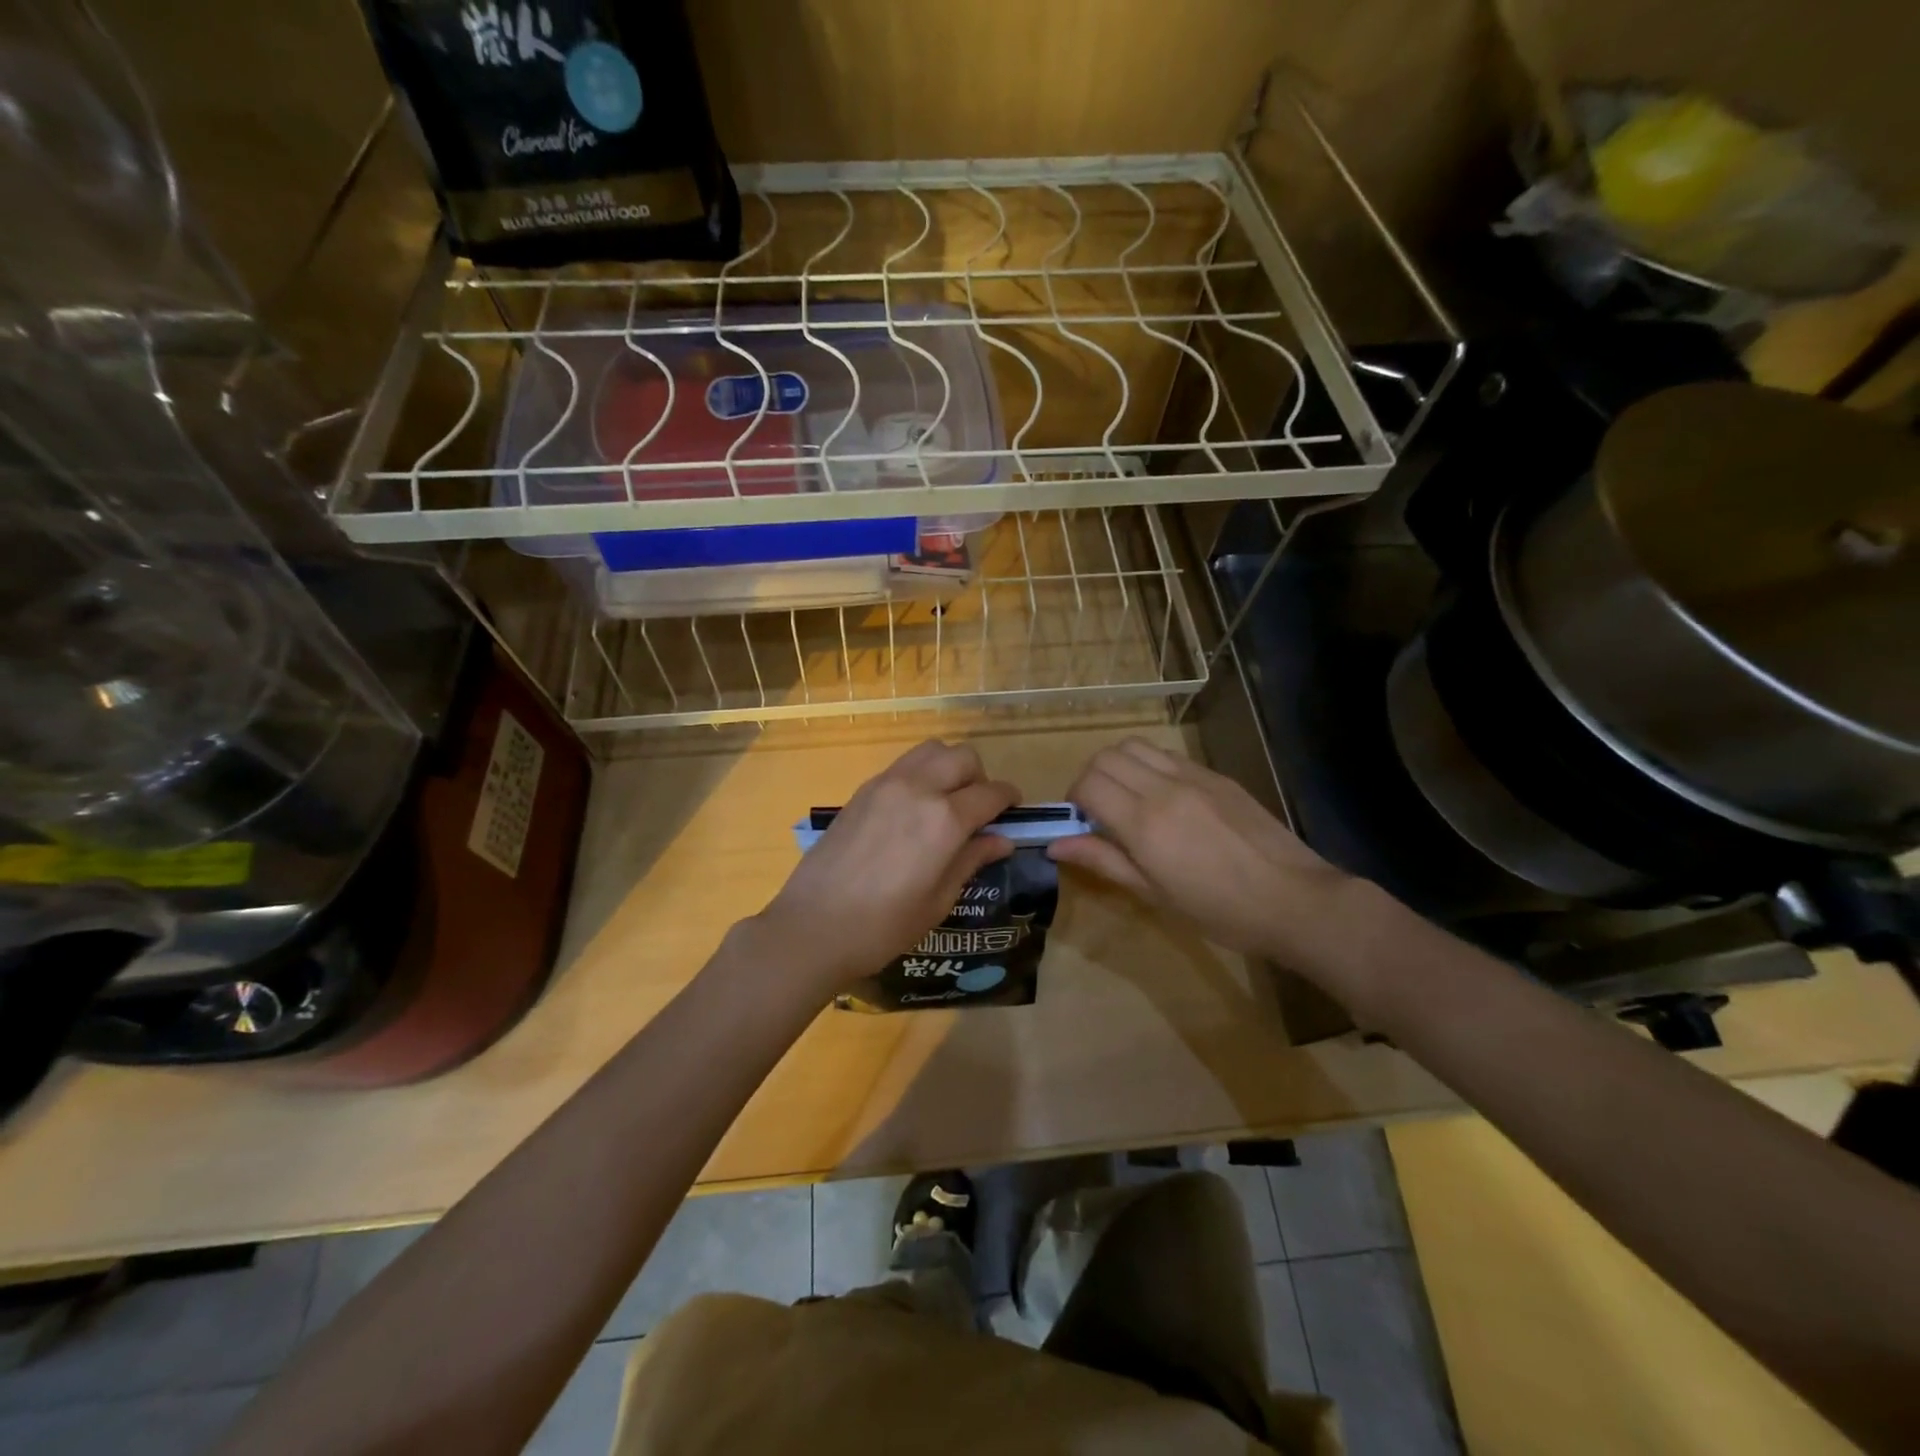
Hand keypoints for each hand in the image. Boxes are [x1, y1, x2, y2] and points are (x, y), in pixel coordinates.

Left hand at [747, 740, 1018, 996]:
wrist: (812, 926)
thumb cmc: (883, 926)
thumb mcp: (938, 900)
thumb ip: (972, 860)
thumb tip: (1002, 840)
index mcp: (945, 819)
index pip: (991, 793)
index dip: (1009, 800)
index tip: (1014, 811)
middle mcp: (918, 789)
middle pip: (963, 757)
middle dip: (980, 777)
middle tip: (978, 810)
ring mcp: (886, 784)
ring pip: (931, 750)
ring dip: (948, 767)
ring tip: (946, 801)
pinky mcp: (862, 790)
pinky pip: (903, 765)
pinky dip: (920, 774)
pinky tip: (914, 809)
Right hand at [1050, 738, 1356, 966]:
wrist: (1293, 898)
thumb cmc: (1219, 910)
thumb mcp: (1153, 894)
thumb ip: (1103, 860)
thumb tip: (1055, 844)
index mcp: (1145, 823)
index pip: (1088, 784)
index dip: (1074, 799)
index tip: (1080, 822)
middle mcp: (1164, 788)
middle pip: (1106, 757)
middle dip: (1090, 778)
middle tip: (1098, 810)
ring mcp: (1193, 776)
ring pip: (1135, 746)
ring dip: (1118, 765)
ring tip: (1127, 797)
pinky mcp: (1216, 775)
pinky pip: (1168, 755)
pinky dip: (1149, 766)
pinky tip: (1163, 797)